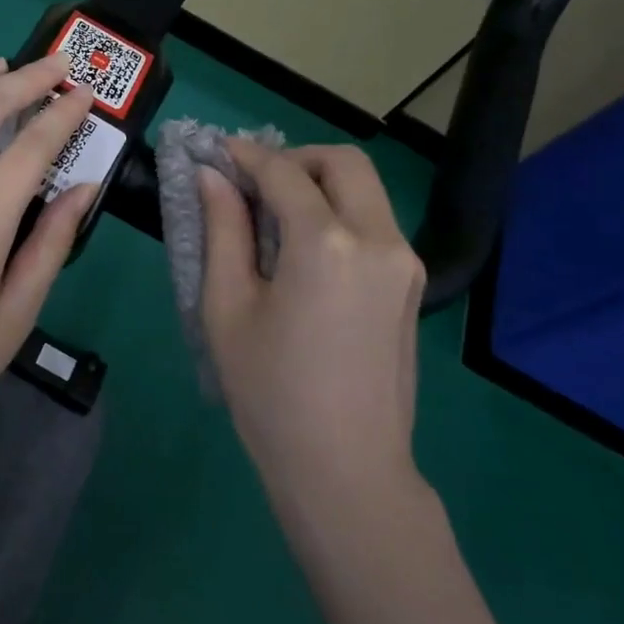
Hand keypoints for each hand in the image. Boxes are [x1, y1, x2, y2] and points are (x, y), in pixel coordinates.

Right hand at [198, 140, 427, 515]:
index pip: (284, 172)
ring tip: (274, 213)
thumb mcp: (228, 307)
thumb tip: (211, 176)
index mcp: (328, 244)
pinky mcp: (411, 285)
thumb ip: (222, 229)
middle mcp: (378, 239)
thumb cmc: (271, 393)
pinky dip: (339, 211)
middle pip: (342, 162)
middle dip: (295, 157)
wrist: (347, 471)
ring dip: (320, 182)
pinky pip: (375, 222)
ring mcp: (404, 262)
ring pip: (365, 189)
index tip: (216, 151)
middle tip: (254, 181)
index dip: (246, 155)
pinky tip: (305, 246)